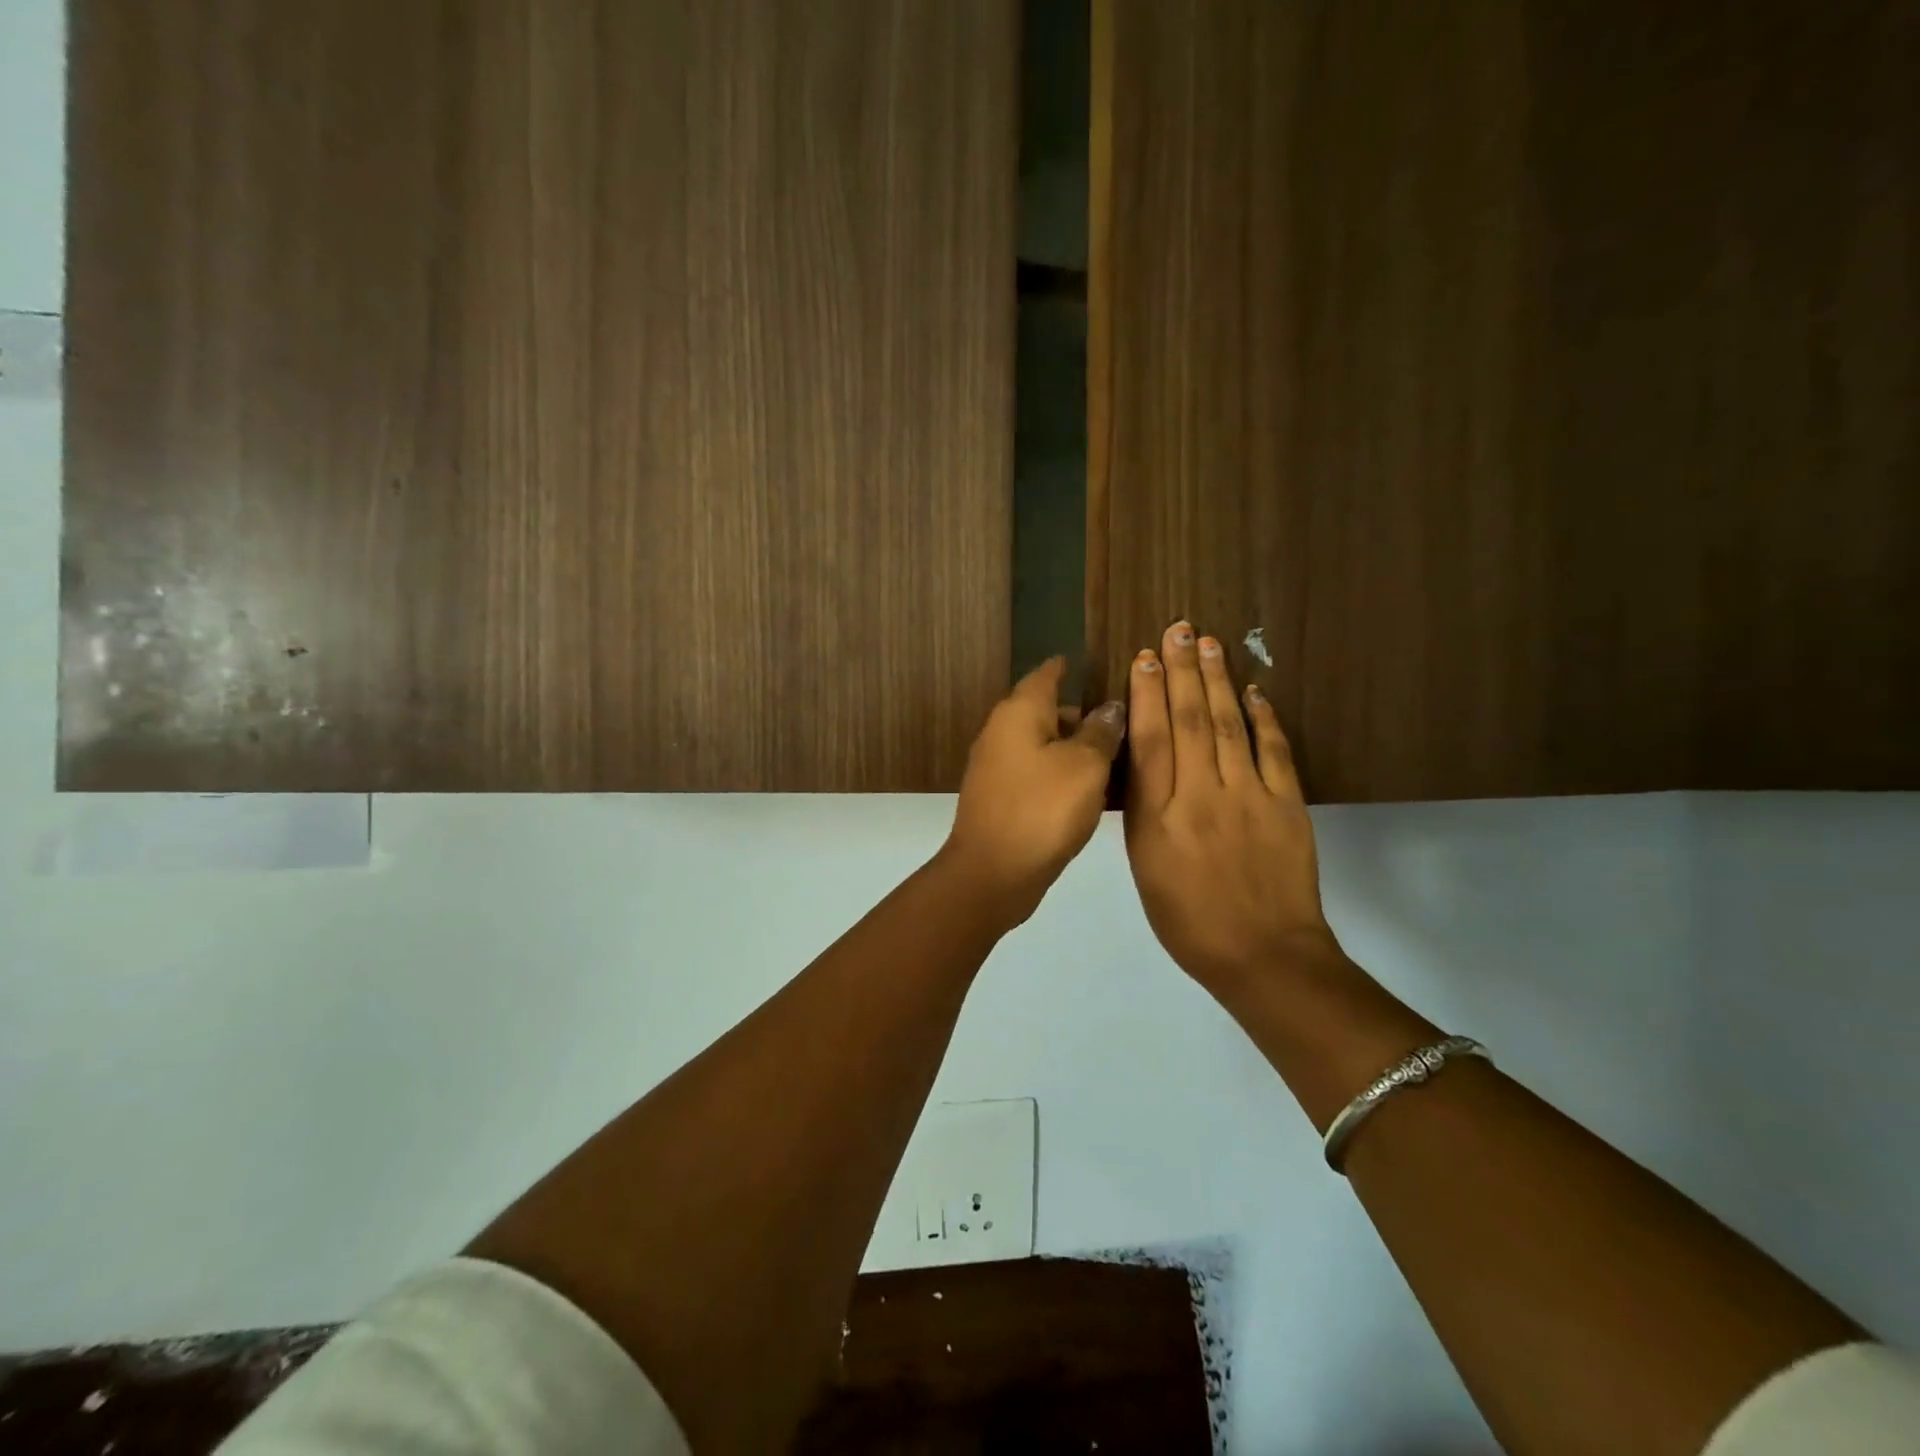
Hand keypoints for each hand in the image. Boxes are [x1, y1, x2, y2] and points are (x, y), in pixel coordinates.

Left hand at [943, 657, 1125, 926]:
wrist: (993, 873)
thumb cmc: (1042, 809)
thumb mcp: (1085, 766)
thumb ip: (1101, 732)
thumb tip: (1110, 707)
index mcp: (1019, 713)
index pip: (1046, 675)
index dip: (1069, 668)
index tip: (1092, 664)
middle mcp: (1002, 733)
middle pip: (1046, 712)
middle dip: (1082, 716)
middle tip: (1123, 725)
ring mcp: (997, 768)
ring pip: (1043, 746)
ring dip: (1075, 750)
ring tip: (1116, 760)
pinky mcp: (1001, 798)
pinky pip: (1037, 774)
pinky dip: (1062, 775)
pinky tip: (1091, 793)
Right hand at [1123, 622, 1345, 987]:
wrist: (1263, 956)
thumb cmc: (1188, 919)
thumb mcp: (1145, 866)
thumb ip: (1142, 810)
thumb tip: (1144, 759)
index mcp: (1158, 816)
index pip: (1150, 740)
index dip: (1147, 694)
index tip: (1145, 657)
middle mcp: (1201, 795)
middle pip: (1189, 720)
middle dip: (1182, 670)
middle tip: (1179, 629)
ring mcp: (1249, 796)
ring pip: (1229, 724)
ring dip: (1219, 680)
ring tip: (1210, 644)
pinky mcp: (1287, 804)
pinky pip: (1274, 750)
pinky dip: (1264, 717)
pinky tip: (1254, 692)